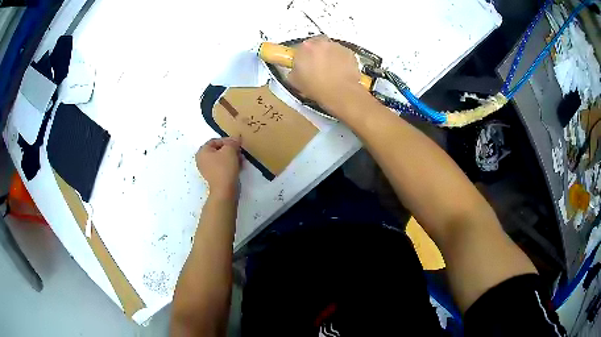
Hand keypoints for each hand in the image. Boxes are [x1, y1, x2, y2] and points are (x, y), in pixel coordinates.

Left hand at [196, 137, 240, 197]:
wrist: (224, 190)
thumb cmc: (224, 167)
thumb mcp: (230, 150)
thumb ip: (233, 141)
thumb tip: (236, 138)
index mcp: (202, 151)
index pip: (215, 140)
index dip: (227, 140)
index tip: (237, 144)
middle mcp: (202, 160)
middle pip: (218, 150)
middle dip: (230, 149)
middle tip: (240, 151)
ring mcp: (207, 170)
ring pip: (221, 159)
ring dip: (232, 157)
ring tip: (241, 159)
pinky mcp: (214, 177)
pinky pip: (222, 167)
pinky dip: (230, 165)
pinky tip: (239, 166)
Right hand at [288, 36, 362, 113]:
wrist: (340, 93)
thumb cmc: (316, 87)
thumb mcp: (295, 81)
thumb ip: (294, 71)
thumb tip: (296, 70)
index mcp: (304, 47)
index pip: (300, 47)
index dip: (302, 56)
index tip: (304, 64)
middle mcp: (320, 42)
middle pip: (316, 44)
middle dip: (316, 53)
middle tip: (317, 66)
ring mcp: (336, 46)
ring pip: (330, 48)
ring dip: (329, 55)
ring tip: (329, 70)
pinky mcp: (349, 52)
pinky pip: (342, 54)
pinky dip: (341, 60)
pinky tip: (339, 72)